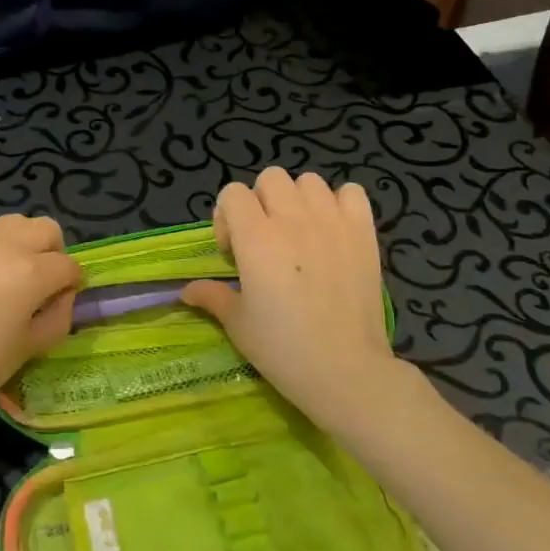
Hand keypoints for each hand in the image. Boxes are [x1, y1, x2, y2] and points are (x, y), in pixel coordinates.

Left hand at [0, 214, 80, 422]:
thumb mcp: (28, 348)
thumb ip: (57, 318)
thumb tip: (61, 297)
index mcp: (32, 271)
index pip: (68, 266)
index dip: (72, 285)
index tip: (62, 304)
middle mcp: (7, 244)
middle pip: (46, 229)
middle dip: (53, 253)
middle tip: (42, 286)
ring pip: (16, 223)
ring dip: (25, 243)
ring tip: (13, 278)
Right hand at [182, 168, 402, 436]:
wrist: (347, 372)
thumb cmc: (283, 349)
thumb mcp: (238, 324)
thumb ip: (212, 296)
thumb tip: (186, 291)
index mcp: (256, 238)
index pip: (232, 193)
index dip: (227, 217)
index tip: (234, 253)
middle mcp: (292, 220)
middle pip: (270, 178)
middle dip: (261, 202)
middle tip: (265, 240)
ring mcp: (332, 223)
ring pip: (309, 181)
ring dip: (298, 200)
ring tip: (300, 233)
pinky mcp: (364, 233)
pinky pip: (352, 192)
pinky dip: (340, 203)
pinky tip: (333, 230)